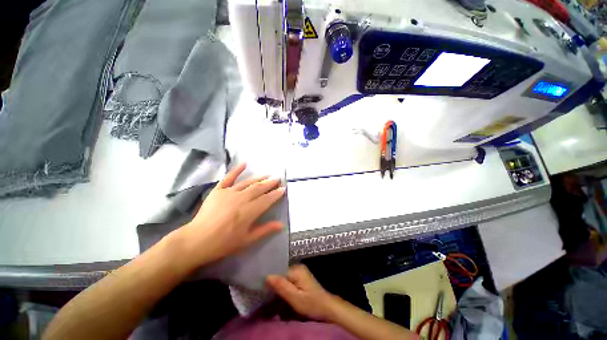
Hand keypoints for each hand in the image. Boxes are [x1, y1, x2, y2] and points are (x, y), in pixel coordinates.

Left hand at [175, 163, 284, 267]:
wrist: (196, 241)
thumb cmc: (223, 243)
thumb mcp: (247, 240)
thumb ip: (265, 230)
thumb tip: (281, 225)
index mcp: (249, 211)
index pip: (267, 199)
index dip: (276, 194)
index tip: (283, 189)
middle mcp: (241, 199)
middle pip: (259, 188)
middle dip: (270, 183)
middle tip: (278, 178)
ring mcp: (229, 192)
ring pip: (248, 182)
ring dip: (259, 178)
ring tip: (268, 174)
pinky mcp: (218, 190)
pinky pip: (229, 178)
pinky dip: (236, 170)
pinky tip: (244, 163)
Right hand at [267, 264, 337, 321]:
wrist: (326, 307)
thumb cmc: (311, 304)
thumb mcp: (295, 298)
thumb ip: (281, 286)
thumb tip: (267, 276)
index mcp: (296, 269)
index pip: (278, 271)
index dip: (270, 280)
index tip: (262, 288)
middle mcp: (297, 266)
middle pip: (280, 273)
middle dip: (274, 283)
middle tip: (267, 295)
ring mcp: (299, 271)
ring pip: (283, 277)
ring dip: (278, 286)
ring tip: (272, 296)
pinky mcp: (300, 277)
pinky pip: (288, 279)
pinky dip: (283, 286)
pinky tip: (281, 294)